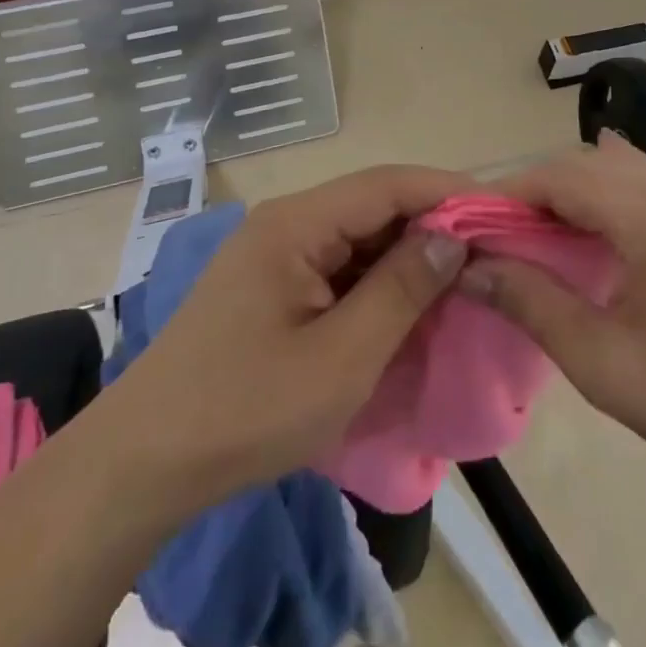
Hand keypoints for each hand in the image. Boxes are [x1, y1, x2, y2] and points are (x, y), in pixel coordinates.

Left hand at [95, 165, 468, 513]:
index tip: (500, 210)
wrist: (145, 462)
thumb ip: (402, 290)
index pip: (386, 184)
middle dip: (431, 224)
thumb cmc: (247, 408)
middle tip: (490, 251)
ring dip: (406, 255)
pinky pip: (338, 266)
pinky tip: (408, 304)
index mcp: (297, 223)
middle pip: (372, 205)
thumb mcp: (341, 358)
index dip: (446, 191)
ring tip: (461, 277)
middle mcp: (287, 222)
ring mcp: (276, 252)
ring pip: (357, 236)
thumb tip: (453, 236)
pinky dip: (377, 281)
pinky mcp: (273, 283)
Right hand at [460, 134, 645, 499]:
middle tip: (502, 236)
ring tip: (542, 232)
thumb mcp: (601, 360)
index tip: (472, 226)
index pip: (558, 176)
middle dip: (536, 189)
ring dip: (572, 188)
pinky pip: (644, 182)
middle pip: (585, 163)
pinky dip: (607, 189)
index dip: (508, 194)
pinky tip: (596, 219)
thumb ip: (531, 303)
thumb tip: (472, 267)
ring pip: (616, 167)